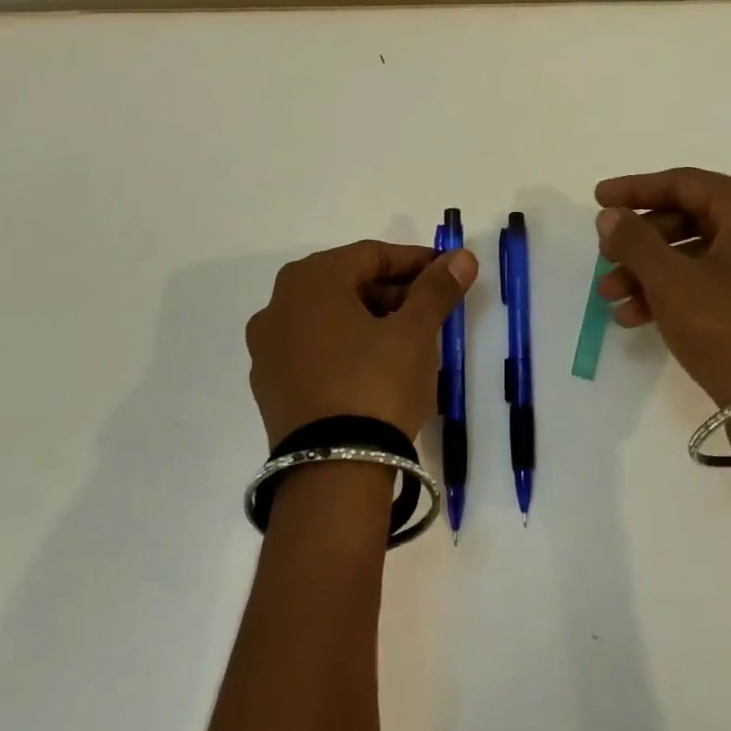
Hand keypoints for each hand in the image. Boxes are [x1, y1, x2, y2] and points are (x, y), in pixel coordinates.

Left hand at [246, 240, 477, 445]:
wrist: (332, 475)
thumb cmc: (376, 385)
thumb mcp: (415, 332)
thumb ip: (436, 288)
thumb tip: (462, 256)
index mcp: (310, 280)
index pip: (371, 255)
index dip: (415, 261)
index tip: (447, 274)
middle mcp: (278, 304)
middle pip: (347, 282)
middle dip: (392, 290)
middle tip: (430, 308)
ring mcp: (267, 347)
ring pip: (328, 315)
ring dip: (369, 317)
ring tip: (407, 339)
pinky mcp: (269, 385)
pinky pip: (312, 348)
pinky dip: (343, 345)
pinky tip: (372, 367)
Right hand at [595, 167, 730, 407]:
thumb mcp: (672, 280)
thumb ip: (635, 240)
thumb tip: (611, 216)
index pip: (684, 183)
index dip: (635, 190)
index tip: (597, 200)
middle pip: (690, 219)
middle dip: (640, 242)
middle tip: (603, 257)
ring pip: (698, 256)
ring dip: (650, 273)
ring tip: (610, 298)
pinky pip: (714, 284)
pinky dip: (675, 294)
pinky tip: (635, 317)